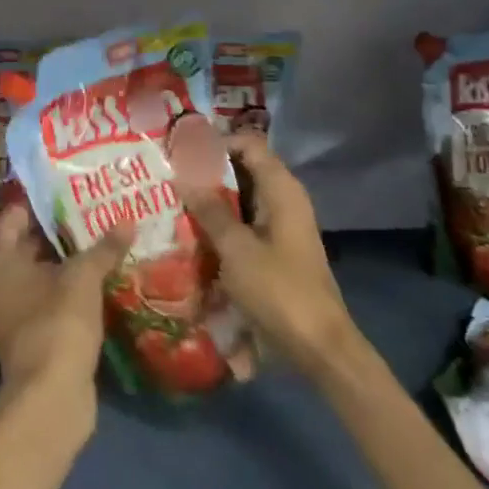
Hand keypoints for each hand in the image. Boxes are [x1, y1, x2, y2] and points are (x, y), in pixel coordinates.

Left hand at [0, 204, 130, 401]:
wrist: (51, 395)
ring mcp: (6, 310)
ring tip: (102, 237)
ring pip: (39, 271)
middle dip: (60, 230)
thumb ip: (103, 247)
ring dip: (66, 260)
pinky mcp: (26, 333)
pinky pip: (46, 296)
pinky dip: (66, 286)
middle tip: (95, 210)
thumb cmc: (56, 320)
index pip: (15, 216)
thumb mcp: (83, 277)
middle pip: (26, 243)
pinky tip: (98, 275)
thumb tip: (128, 220)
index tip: (74, 189)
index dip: (44, 202)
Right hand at [182, 130, 356, 375]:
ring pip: (242, 197)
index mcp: (281, 189)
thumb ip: (210, 210)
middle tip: (169, 175)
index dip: (215, 142)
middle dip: (207, 171)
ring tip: (172, 201)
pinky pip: (245, 222)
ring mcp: (282, 225)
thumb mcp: (236, 248)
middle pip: (244, 169)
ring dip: (212, 198)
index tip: (180, 152)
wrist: (319, 346)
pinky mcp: (276, 249)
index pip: (248, 144)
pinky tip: (193, 232)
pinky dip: (222, 222)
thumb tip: (182, 174)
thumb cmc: (278, 290)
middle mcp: (284, 199)